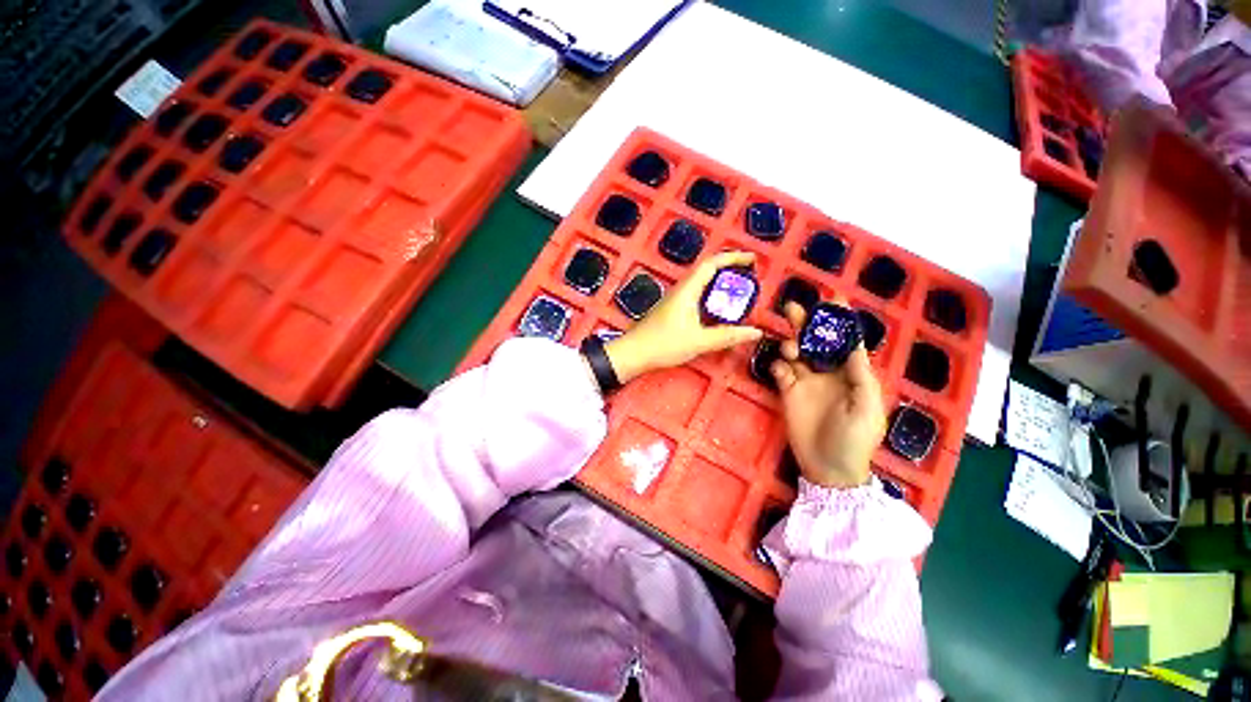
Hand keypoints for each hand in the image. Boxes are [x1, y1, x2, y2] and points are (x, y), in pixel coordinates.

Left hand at [605, 251, 762, 382]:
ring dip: (720, 283)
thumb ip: (727, 336)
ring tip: (739, 292)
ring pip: (701, 283)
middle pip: (707, 270)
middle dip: (729, 269)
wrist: (634, 353)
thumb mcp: (699, 342)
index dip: (733, 258)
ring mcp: (675, 299)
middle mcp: (681, 289)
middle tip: (750, 277)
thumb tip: (755, 332)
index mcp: (687, 290)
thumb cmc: (664, 344)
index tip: (752, 259)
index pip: (712, 264)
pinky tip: (718, 310)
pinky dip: (711, 296)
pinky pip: (696, 295)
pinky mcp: (672, 309)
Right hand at [771, 301, 886, 488]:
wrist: (829, 467)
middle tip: (794, 307)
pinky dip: (778, 365)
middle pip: (815, 342)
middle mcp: (826, 372)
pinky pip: (780, 371)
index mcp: (850, 374)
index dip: (839, 322)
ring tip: (791, 350)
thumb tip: (853, 343)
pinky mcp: (787, 392)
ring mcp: (805, 381)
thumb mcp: (866, 407)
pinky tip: (781, 370)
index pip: (844, 341)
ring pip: (795, 353)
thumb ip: (859, 374)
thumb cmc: (855, 438)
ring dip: (791, 345)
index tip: (834, 300)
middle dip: (806, 323)